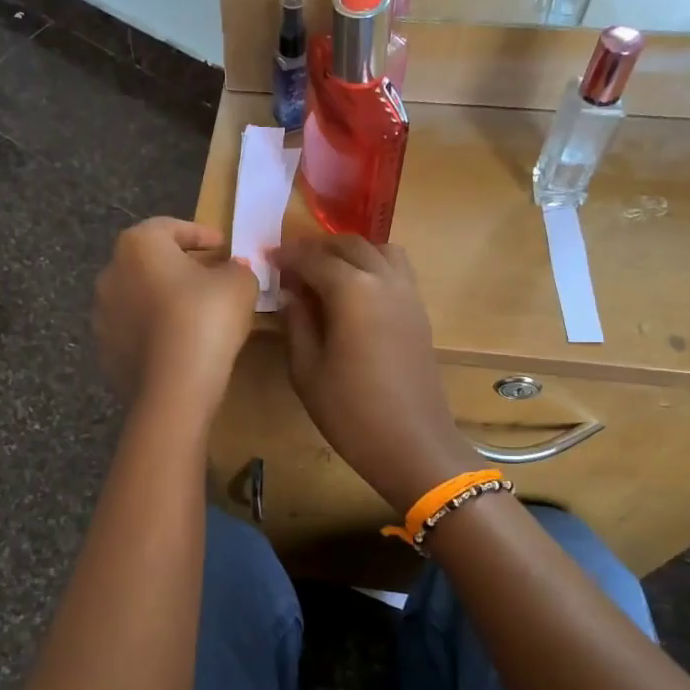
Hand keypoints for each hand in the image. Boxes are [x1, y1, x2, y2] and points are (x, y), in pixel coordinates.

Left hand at [92, 217, 257, 414]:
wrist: (173, 388)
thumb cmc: (206, 319)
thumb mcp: (239, 284)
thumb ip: (237, 268)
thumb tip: (231, 270)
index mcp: (139, 245)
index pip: (171, 228)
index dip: (201, 234)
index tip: (223, 246)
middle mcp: (111, 273)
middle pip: (149, 262)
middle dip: (178, 267)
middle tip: (209, 278)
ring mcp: (102, 315)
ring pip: (138, 298)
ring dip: (162, 301)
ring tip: (194, 315)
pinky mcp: (104, 351)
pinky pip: (134, 332)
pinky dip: (154, 332)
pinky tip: (178, 345)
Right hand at [273, 235, 476, 511]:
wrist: (412, 443)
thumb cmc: (350, 412)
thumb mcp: (307, 370)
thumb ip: (296, 323)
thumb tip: (291, 294)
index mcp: (352, 290)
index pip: (314, 259)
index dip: (289, 257)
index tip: (269, 259)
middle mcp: (384, 280)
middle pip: (350, 245)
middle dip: (319, 249)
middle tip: (294, 267)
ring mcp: (408, 294)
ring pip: (380, 251)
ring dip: (351, 253)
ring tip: (327, 275)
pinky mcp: (420, 312)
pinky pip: (396, 271)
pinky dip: (373, 267)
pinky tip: (354, 294)